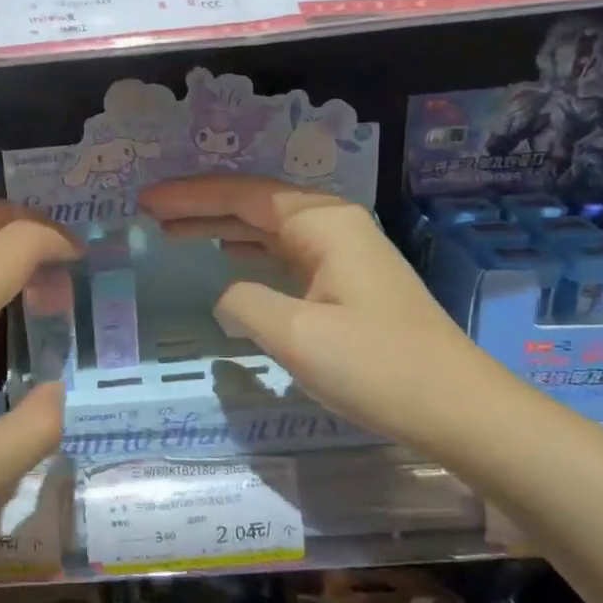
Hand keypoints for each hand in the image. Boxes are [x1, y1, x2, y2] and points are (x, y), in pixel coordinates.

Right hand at [140, 176, 482, 447]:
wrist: (457, 407)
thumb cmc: (377, 366)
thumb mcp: (297, 335)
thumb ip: (244, 303)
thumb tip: (226, 296)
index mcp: (322, 223)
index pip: (243, 195)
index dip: (190, 196)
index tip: (145, 201)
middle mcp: (333, 226)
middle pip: (255, 204)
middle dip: (201, 206)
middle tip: (149, 212)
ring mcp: (343, 254)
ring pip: (269, 229)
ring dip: (222, 227)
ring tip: (174, 231)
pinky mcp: (346, 283)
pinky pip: (285, 254)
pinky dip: (249, 252)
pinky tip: (228, 257)